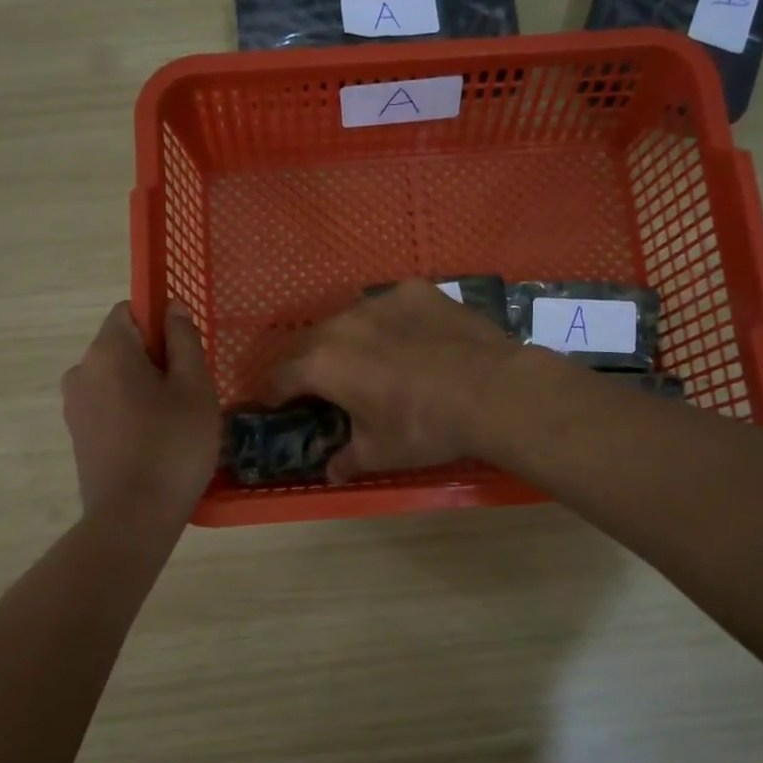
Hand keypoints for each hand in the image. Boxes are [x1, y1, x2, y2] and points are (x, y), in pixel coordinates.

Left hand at [62, 301, 219, 521]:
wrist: (133, 518)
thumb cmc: (173, 446)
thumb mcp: (195, 388)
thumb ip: (184, 340)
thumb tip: (172, 307)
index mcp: (107, 350)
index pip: (130, 310)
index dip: (161, 323)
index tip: (186, 354)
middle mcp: (81, 370)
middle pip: (123, 345)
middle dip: (156, 359)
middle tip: (190, 393)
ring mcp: (75, 404)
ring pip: (116, 377)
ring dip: (144, 387)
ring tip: (175, 421)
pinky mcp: (77, 434)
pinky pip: (108, 404)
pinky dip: (131, 411)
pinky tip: (154, 440)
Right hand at [263, 282, 521, 481]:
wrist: (491, 391)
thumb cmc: (423, 427)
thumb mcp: (380, 453)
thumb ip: (347, 459)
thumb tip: (332, 471)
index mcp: (322, 364)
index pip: (279, 377)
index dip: (271, 393)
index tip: (271, 403)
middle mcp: (342, 324)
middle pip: (308, 342)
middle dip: (304, 364)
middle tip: (315, 384)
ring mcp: (380, 301)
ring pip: (347, 319)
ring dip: (345, 340)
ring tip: (362, 358)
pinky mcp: (415, 291)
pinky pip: (388, 307)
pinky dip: (387, 323)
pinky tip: (407, 339)